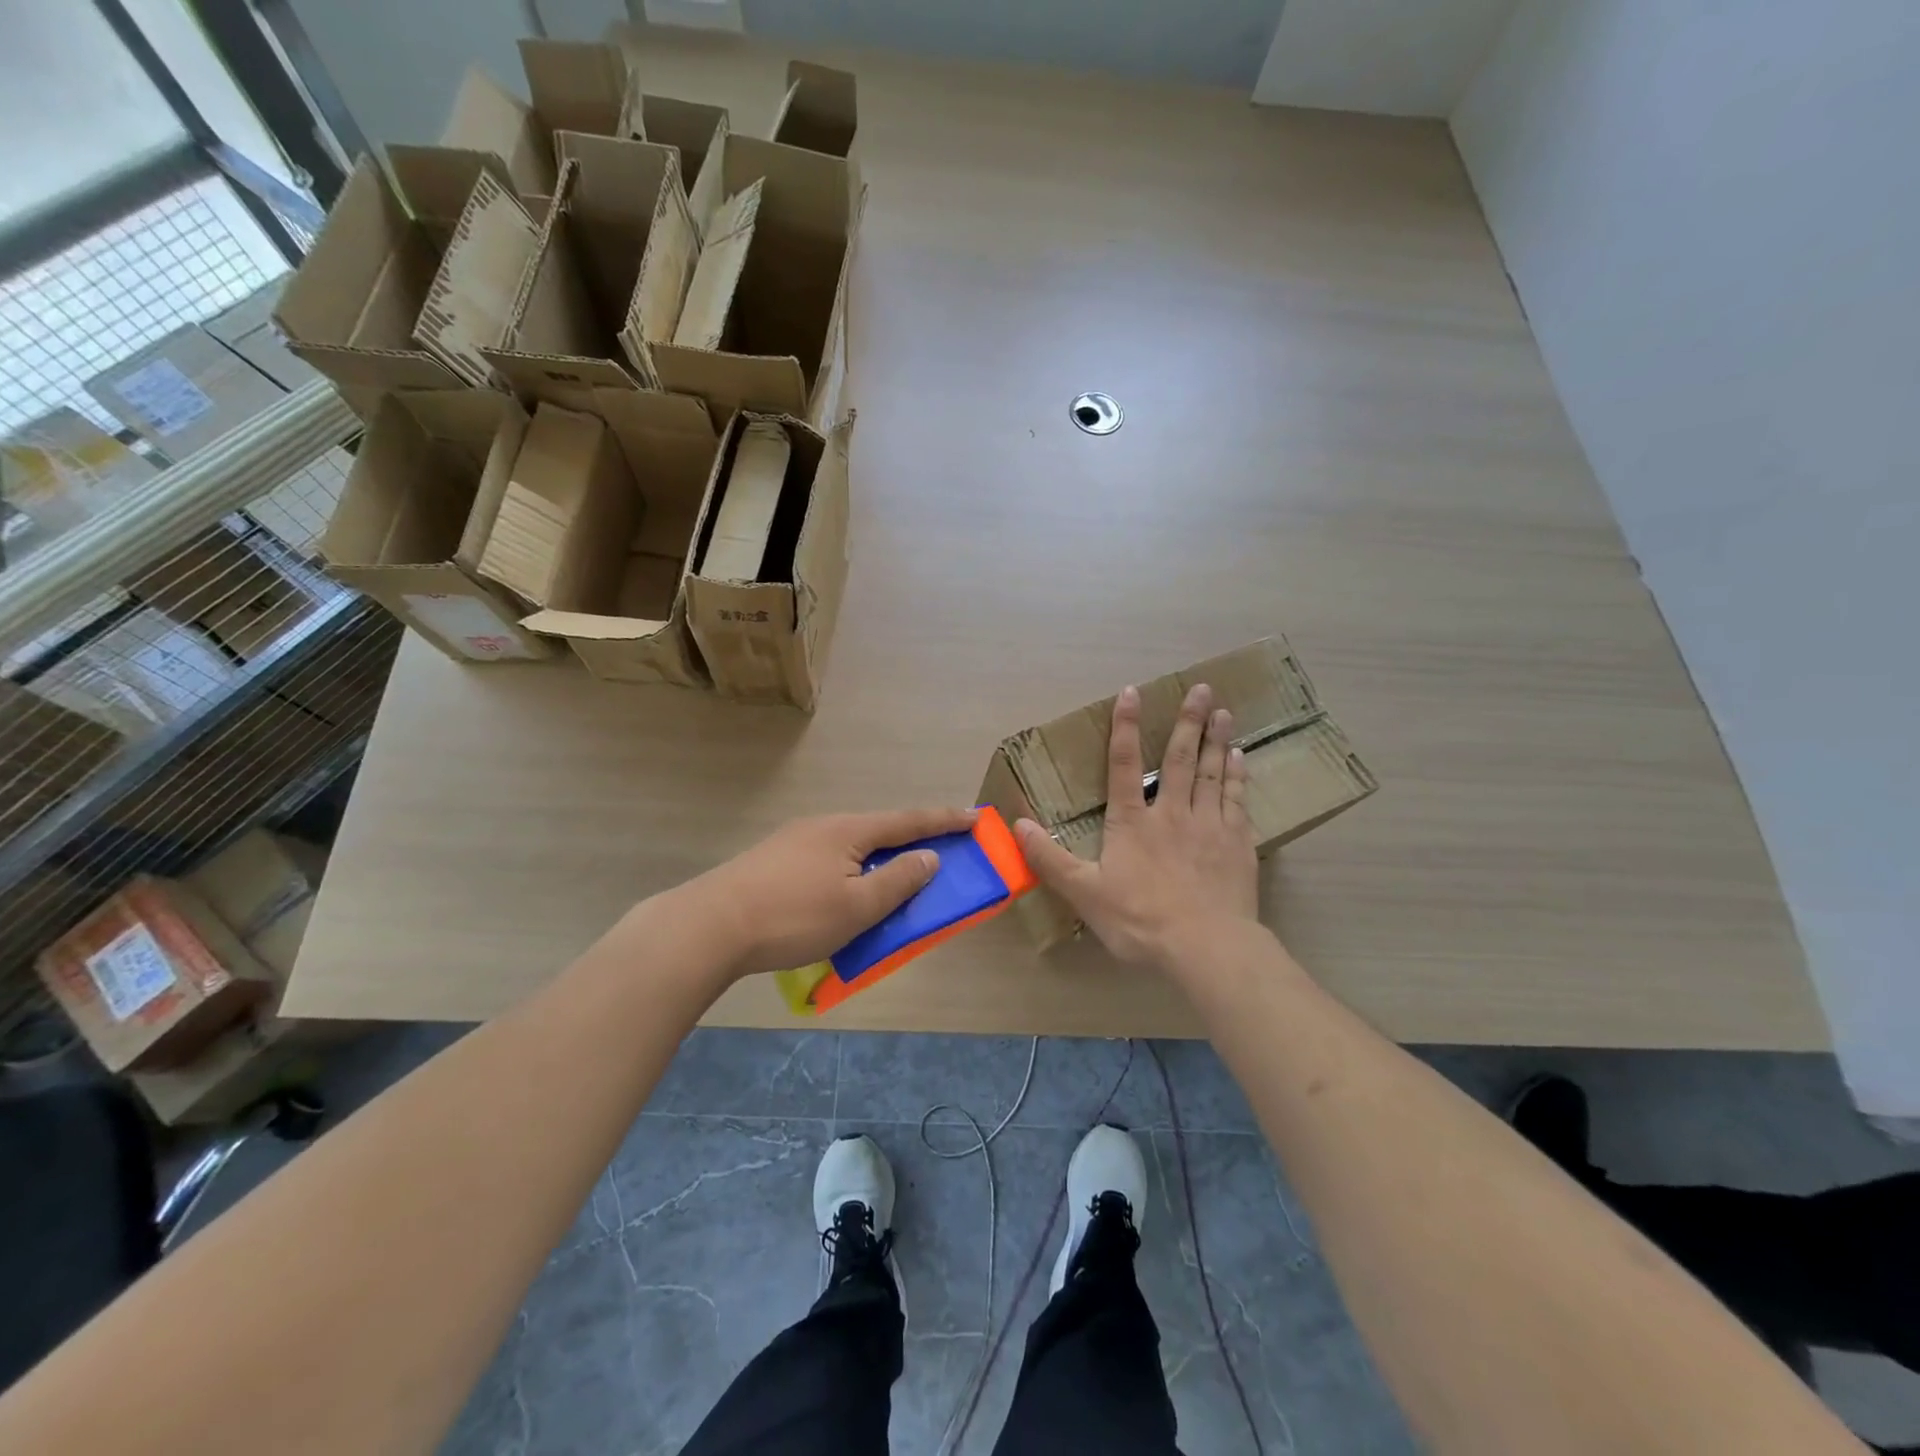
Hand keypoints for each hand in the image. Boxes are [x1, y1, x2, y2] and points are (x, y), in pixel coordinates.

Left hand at [681, 807, 978, 978]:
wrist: (709, 926)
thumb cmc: (793, 916)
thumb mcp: (857, 906)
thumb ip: (899, 881)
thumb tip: (929, 856)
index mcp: (849, 830)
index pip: (909, 820)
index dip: (946, 820)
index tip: (977, 817)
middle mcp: (823, 826)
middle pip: (880, 831)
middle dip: (911, 842)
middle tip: (939, 857)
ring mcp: (794, 842)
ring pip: (851, 849)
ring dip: (878, 863)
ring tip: (892, 884)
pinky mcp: (774, 862)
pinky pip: (829, 862)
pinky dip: (851, 874)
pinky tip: (843, 897)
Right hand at [1014, 683, 1258, 974]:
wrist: (1207, 946)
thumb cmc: (1140, 919)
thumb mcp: (1084, 892)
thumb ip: (1049, 858)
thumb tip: (1016, 823)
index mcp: (1132, 822)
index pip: (1123, 765)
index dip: (1125, 726)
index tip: (1132, 692)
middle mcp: (1171, 813)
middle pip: (1179, 759)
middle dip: (1188, 721)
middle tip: (1202, 688)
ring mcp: (1209, 825)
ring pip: (1212, 772)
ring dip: (1216, 739)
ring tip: (1224, 711)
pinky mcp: (1237, 843)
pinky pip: (1236, 799)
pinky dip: (1236, 775)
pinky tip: (1239, 758)